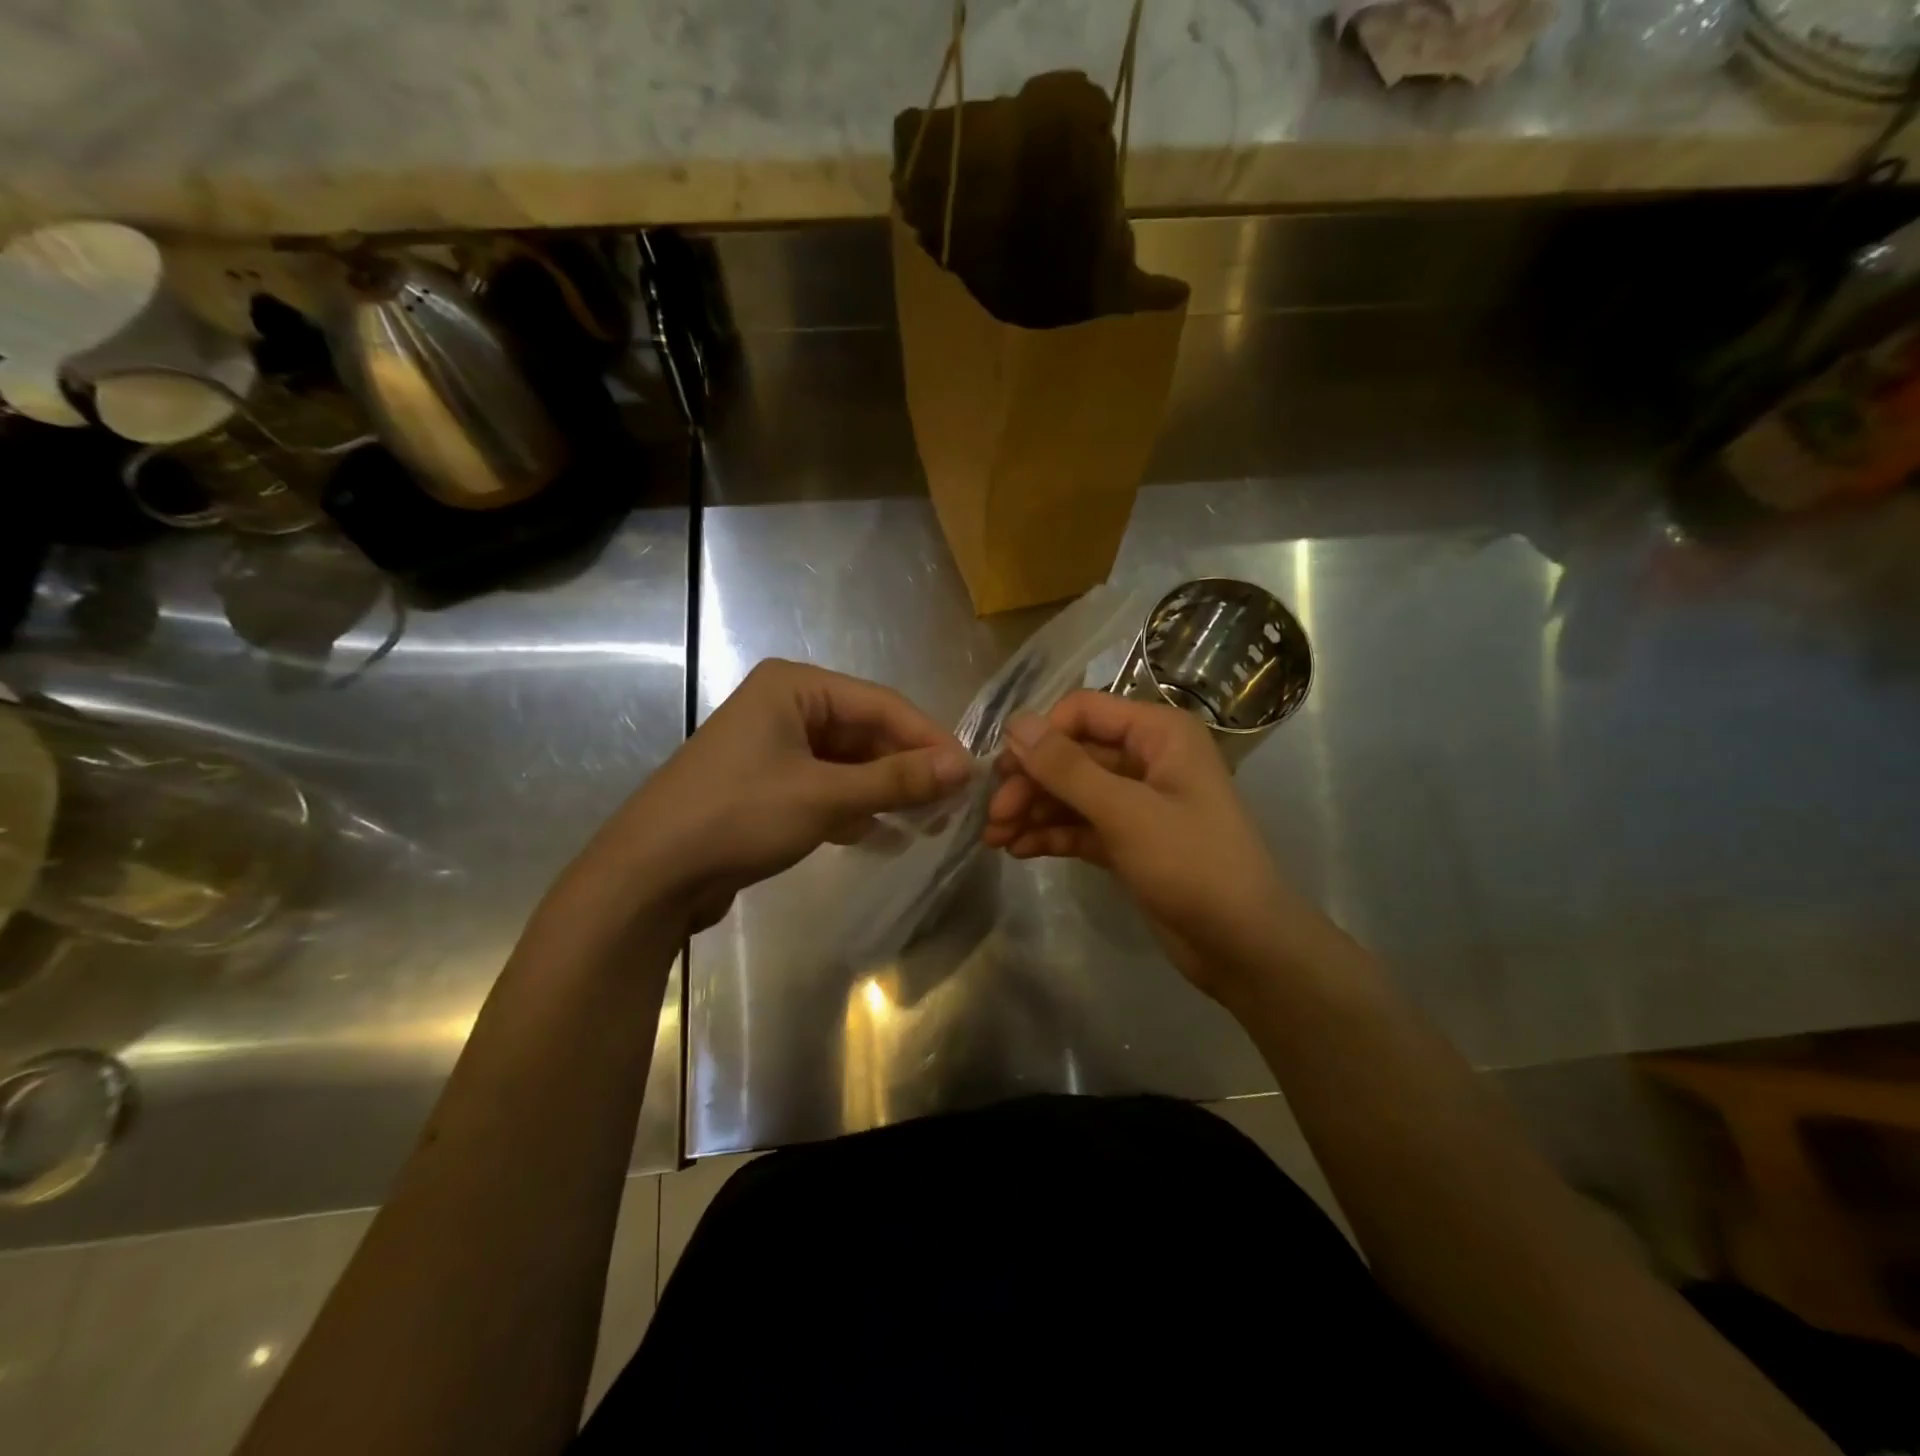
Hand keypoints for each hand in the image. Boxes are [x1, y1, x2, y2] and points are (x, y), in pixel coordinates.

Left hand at [575, 660, 969, 933]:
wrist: (649, 876)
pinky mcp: (769, 787)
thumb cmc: (738, 817)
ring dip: (886, 791)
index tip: (970, 775)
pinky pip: (827, 787)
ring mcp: (776, 748)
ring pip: (849, 763)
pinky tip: (882, 835)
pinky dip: (855, 808)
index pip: (882, 705)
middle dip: (908, 769)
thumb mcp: (825, 796)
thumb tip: (964, 767)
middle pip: (866, 733)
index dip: (930, 739)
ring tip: (927, 823)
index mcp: (796, 688)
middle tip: (952, 805)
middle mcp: (787, 707)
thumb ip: (896, 780)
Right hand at [982, 690, 1325, 1001]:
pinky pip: (1081, 825)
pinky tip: (1019, 850)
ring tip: (994, 838)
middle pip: (1073, 754)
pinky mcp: (1129, 840)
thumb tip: (1016, 723)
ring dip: (1033, 811)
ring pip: (1072, 793)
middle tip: (993, 815)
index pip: (1084, 712)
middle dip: (1031, 782)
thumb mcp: (1126, 812)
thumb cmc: (1193, 864)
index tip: (1002, 770)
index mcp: (1159, 734)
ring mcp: (1137, 802)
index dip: (1041, 736)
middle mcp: (1147, 758)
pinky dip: (1051, 833)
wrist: (1243, 945)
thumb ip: (1068, 767)